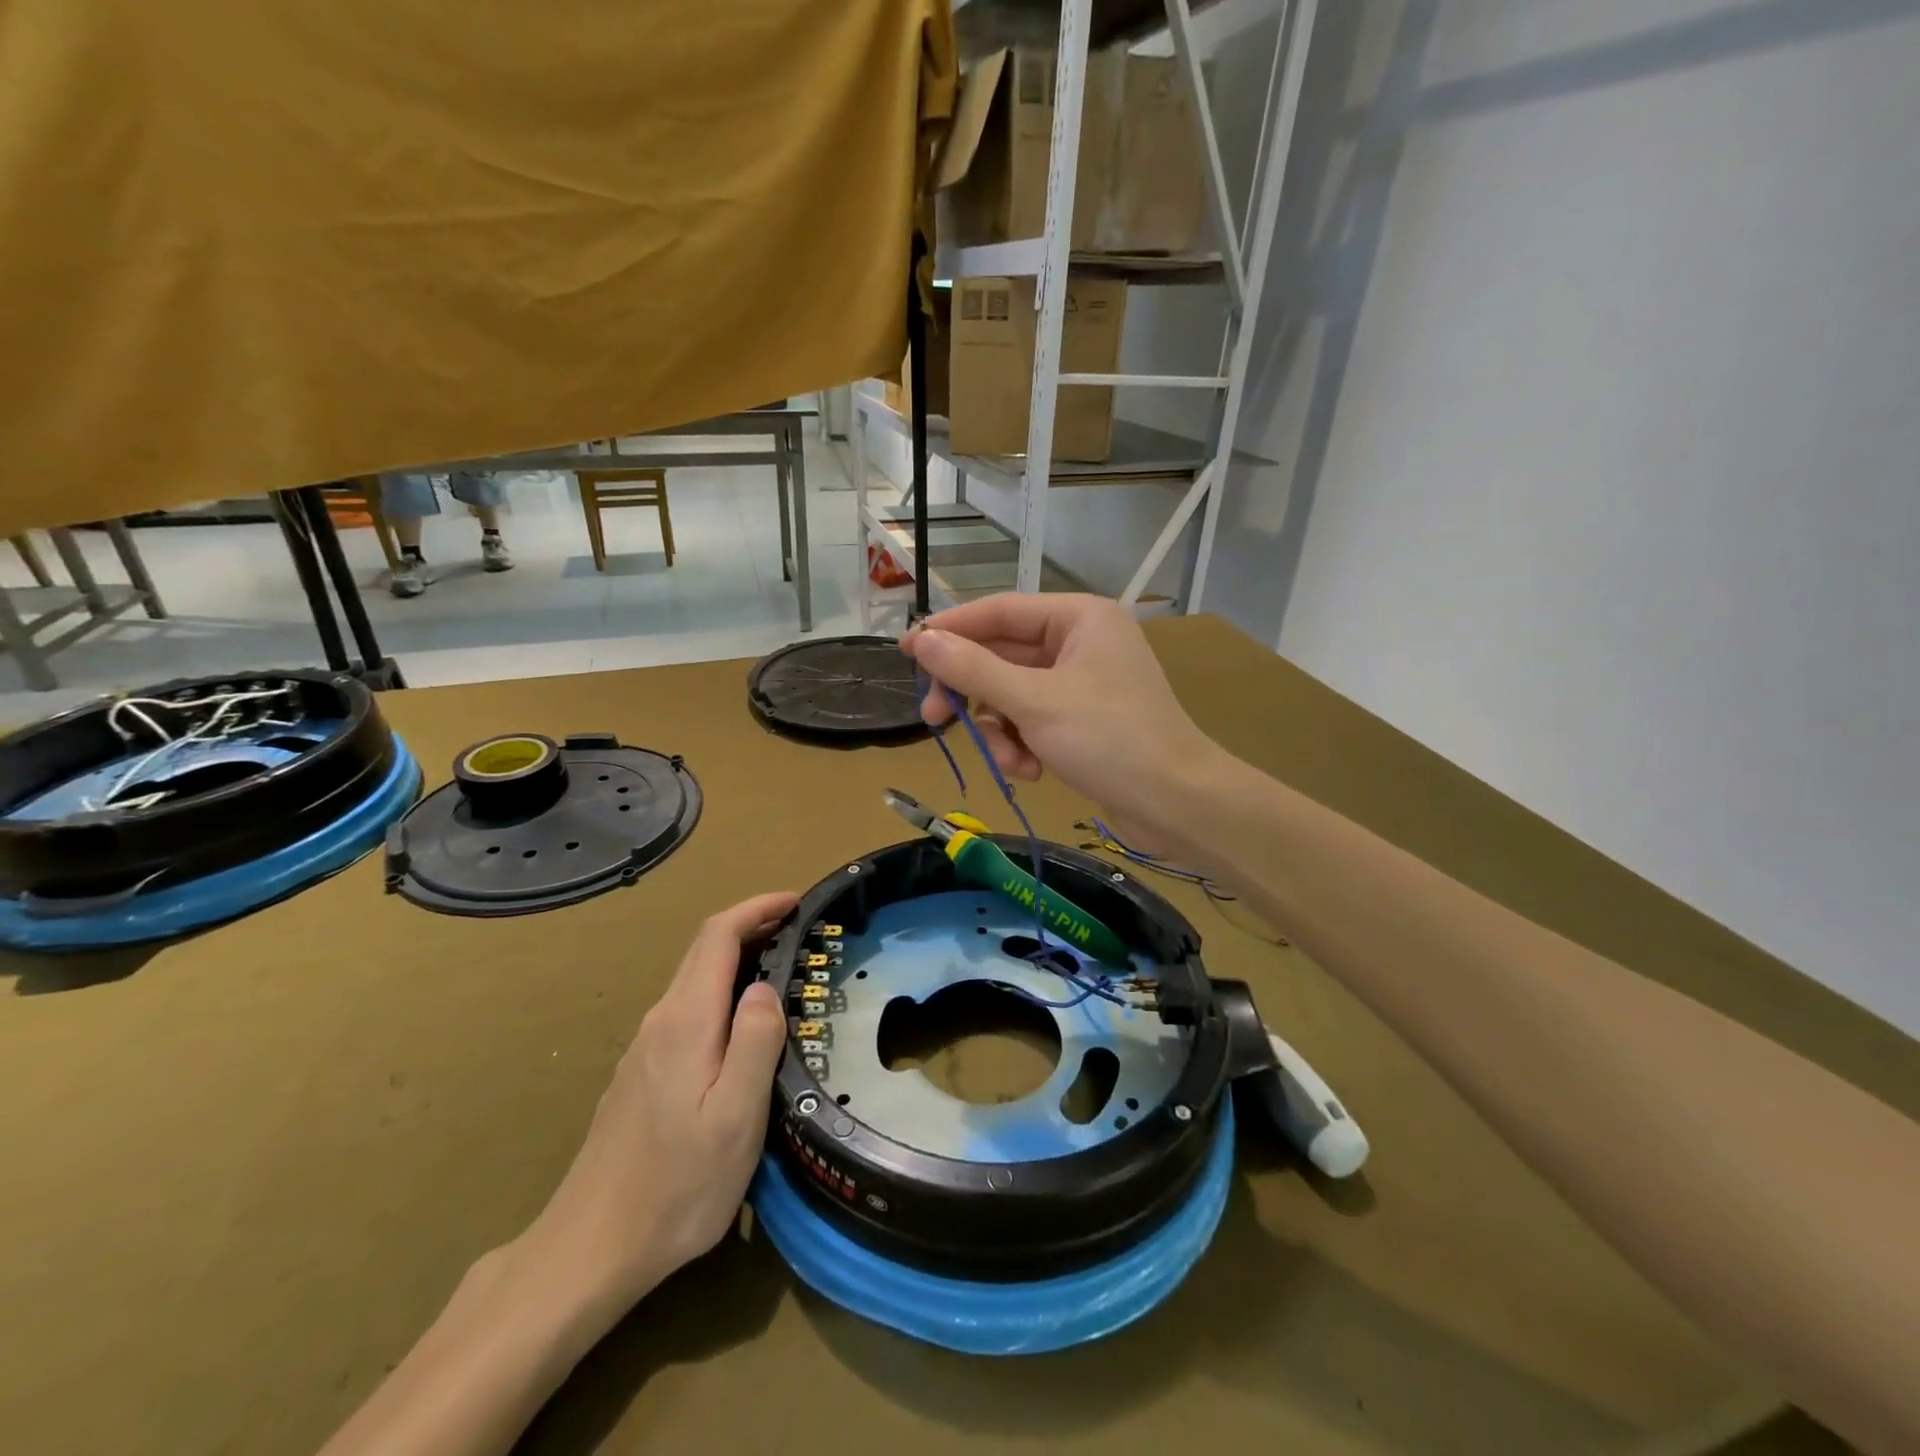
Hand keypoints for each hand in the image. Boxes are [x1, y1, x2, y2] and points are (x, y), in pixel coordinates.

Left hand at [520, 892, 796, 1312]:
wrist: (589, 1250)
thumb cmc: (676, 1186)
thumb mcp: (736, 1117)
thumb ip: (755, 1041)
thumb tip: (765, 986)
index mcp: (685, 1021)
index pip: (718, 936)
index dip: (757, 908)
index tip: (796, 901)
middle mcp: (660, 1021)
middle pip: (703, 950)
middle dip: (750, 924)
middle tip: (798, 928)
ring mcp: (645, 1048)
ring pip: (694, 979)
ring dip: (737, 957)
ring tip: (780, 968)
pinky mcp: (640, 1074)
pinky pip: (687, 1008)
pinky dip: (721, 989)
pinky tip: (740, 1022)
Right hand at [901, 594, 1215, 848]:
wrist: (1176, 803)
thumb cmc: (1109, 739)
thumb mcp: (1033, 702)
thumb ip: (974, 669)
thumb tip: (922, 639)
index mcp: (1078, 618)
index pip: (999, 611)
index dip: (950, 629)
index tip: (907, 649)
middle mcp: (1081, 641)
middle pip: (1003, 655)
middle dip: (973, 693)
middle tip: (933, 718)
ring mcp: (1083, 681)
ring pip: (1014, 694)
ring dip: (1000, 730)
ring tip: (1010, 762)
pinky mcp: (1084, 718)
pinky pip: (1034, 719)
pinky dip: (1024, 744)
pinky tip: (1032, 771)